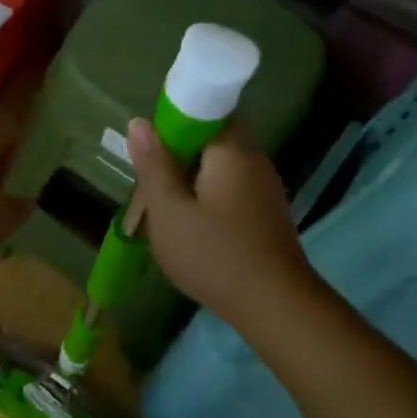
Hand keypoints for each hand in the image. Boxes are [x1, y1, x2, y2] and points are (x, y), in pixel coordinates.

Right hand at [127, 118, 325, 333]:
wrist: (276, 308)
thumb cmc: (215, 254)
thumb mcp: (168, 211)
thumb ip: (153, 164)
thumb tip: (139, 122)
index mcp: (232, 151)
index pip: (206, 109)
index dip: (174, 120)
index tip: (150, 146)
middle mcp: (254, 161)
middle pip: (212, 138)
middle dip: (178, 152)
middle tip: (150, 180)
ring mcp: (265, 189)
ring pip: (220, 166)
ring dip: (191, 177)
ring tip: (165, 206)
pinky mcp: (267, 214)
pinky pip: (231, 188)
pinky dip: (207, 196)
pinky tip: (192, 225)